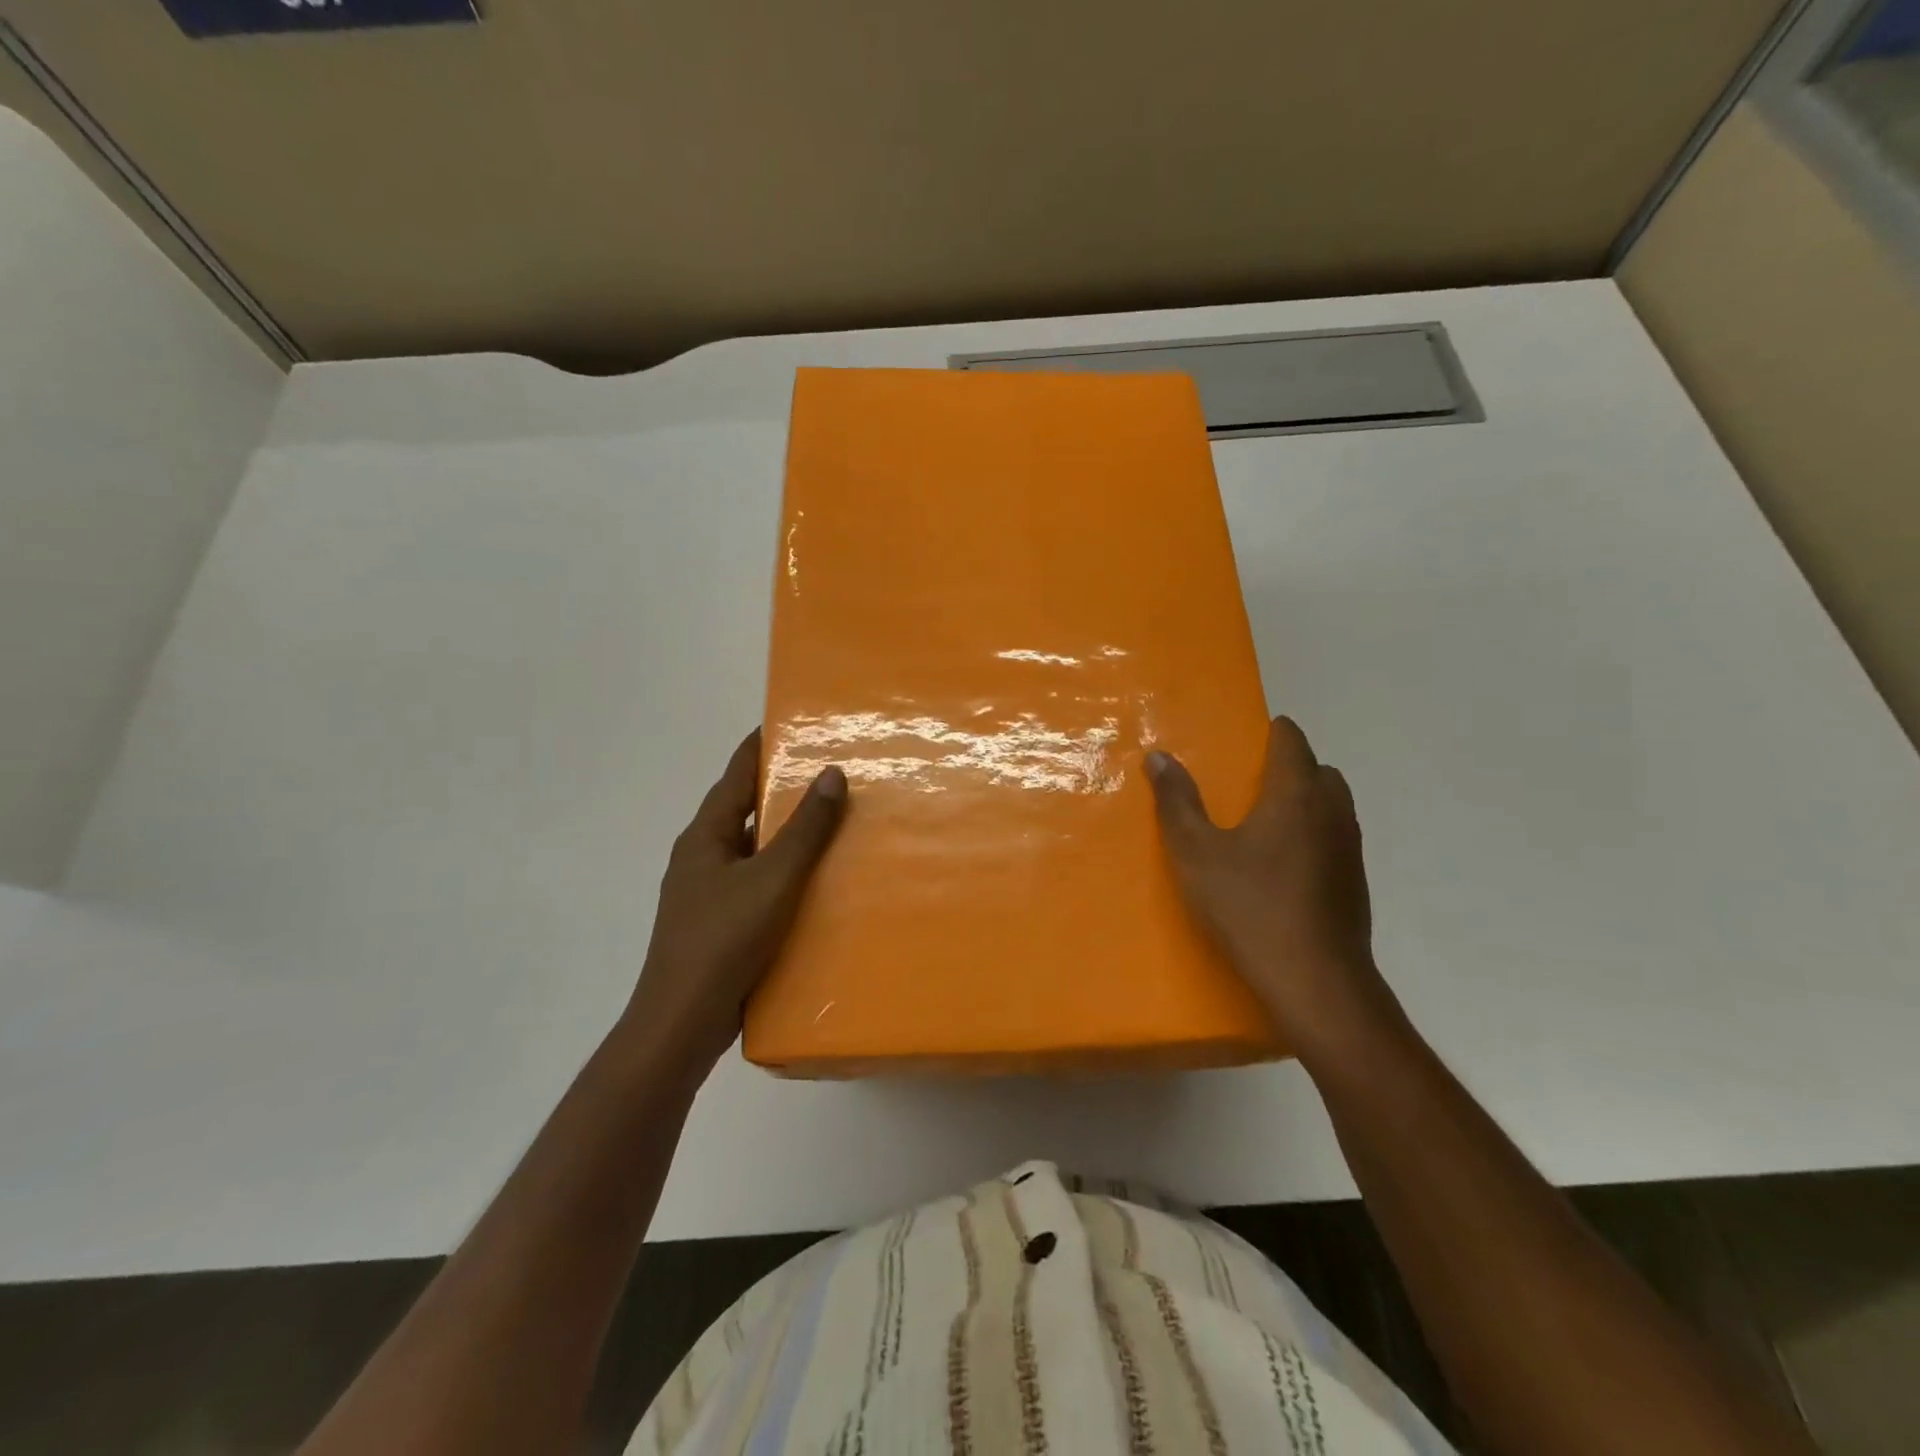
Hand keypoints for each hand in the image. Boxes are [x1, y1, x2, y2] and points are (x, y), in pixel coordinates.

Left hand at [626, 730, 847, 1076]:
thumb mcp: (772, 878)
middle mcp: (702, 857)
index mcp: (704, 836)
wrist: (682, 1023)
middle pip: (746, 810)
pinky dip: (786, 874)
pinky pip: (759, 884)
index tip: (795, 721)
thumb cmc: (723, 940)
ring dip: (789, 836)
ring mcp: (709, 893)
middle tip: (833, 771)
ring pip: (755, 850)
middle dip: (785, 790)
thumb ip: (805, 828)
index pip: (736, 774)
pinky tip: (819, 882)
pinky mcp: (721, 924)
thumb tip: (831, 773)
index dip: (762, 745)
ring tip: (836, 823)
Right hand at [1146, 717, 1396, 1056]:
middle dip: (1288, 766)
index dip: (1269, 733)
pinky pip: (1335, 837)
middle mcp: (1333, 811)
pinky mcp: (1356, 881)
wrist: (1315, 981)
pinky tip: (1281, 867)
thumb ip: (1177, 802)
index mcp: (1297, 793)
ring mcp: (1351, 847)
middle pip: (1317, 769)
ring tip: (1261, 825)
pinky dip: (1313, 834)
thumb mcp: (1196, 853)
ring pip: (1331, 804)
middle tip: (1246, 785)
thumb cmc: (1250, 907)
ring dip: (1304, 801)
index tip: (1241, 742)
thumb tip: (1159, 756)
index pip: (1292, 740)